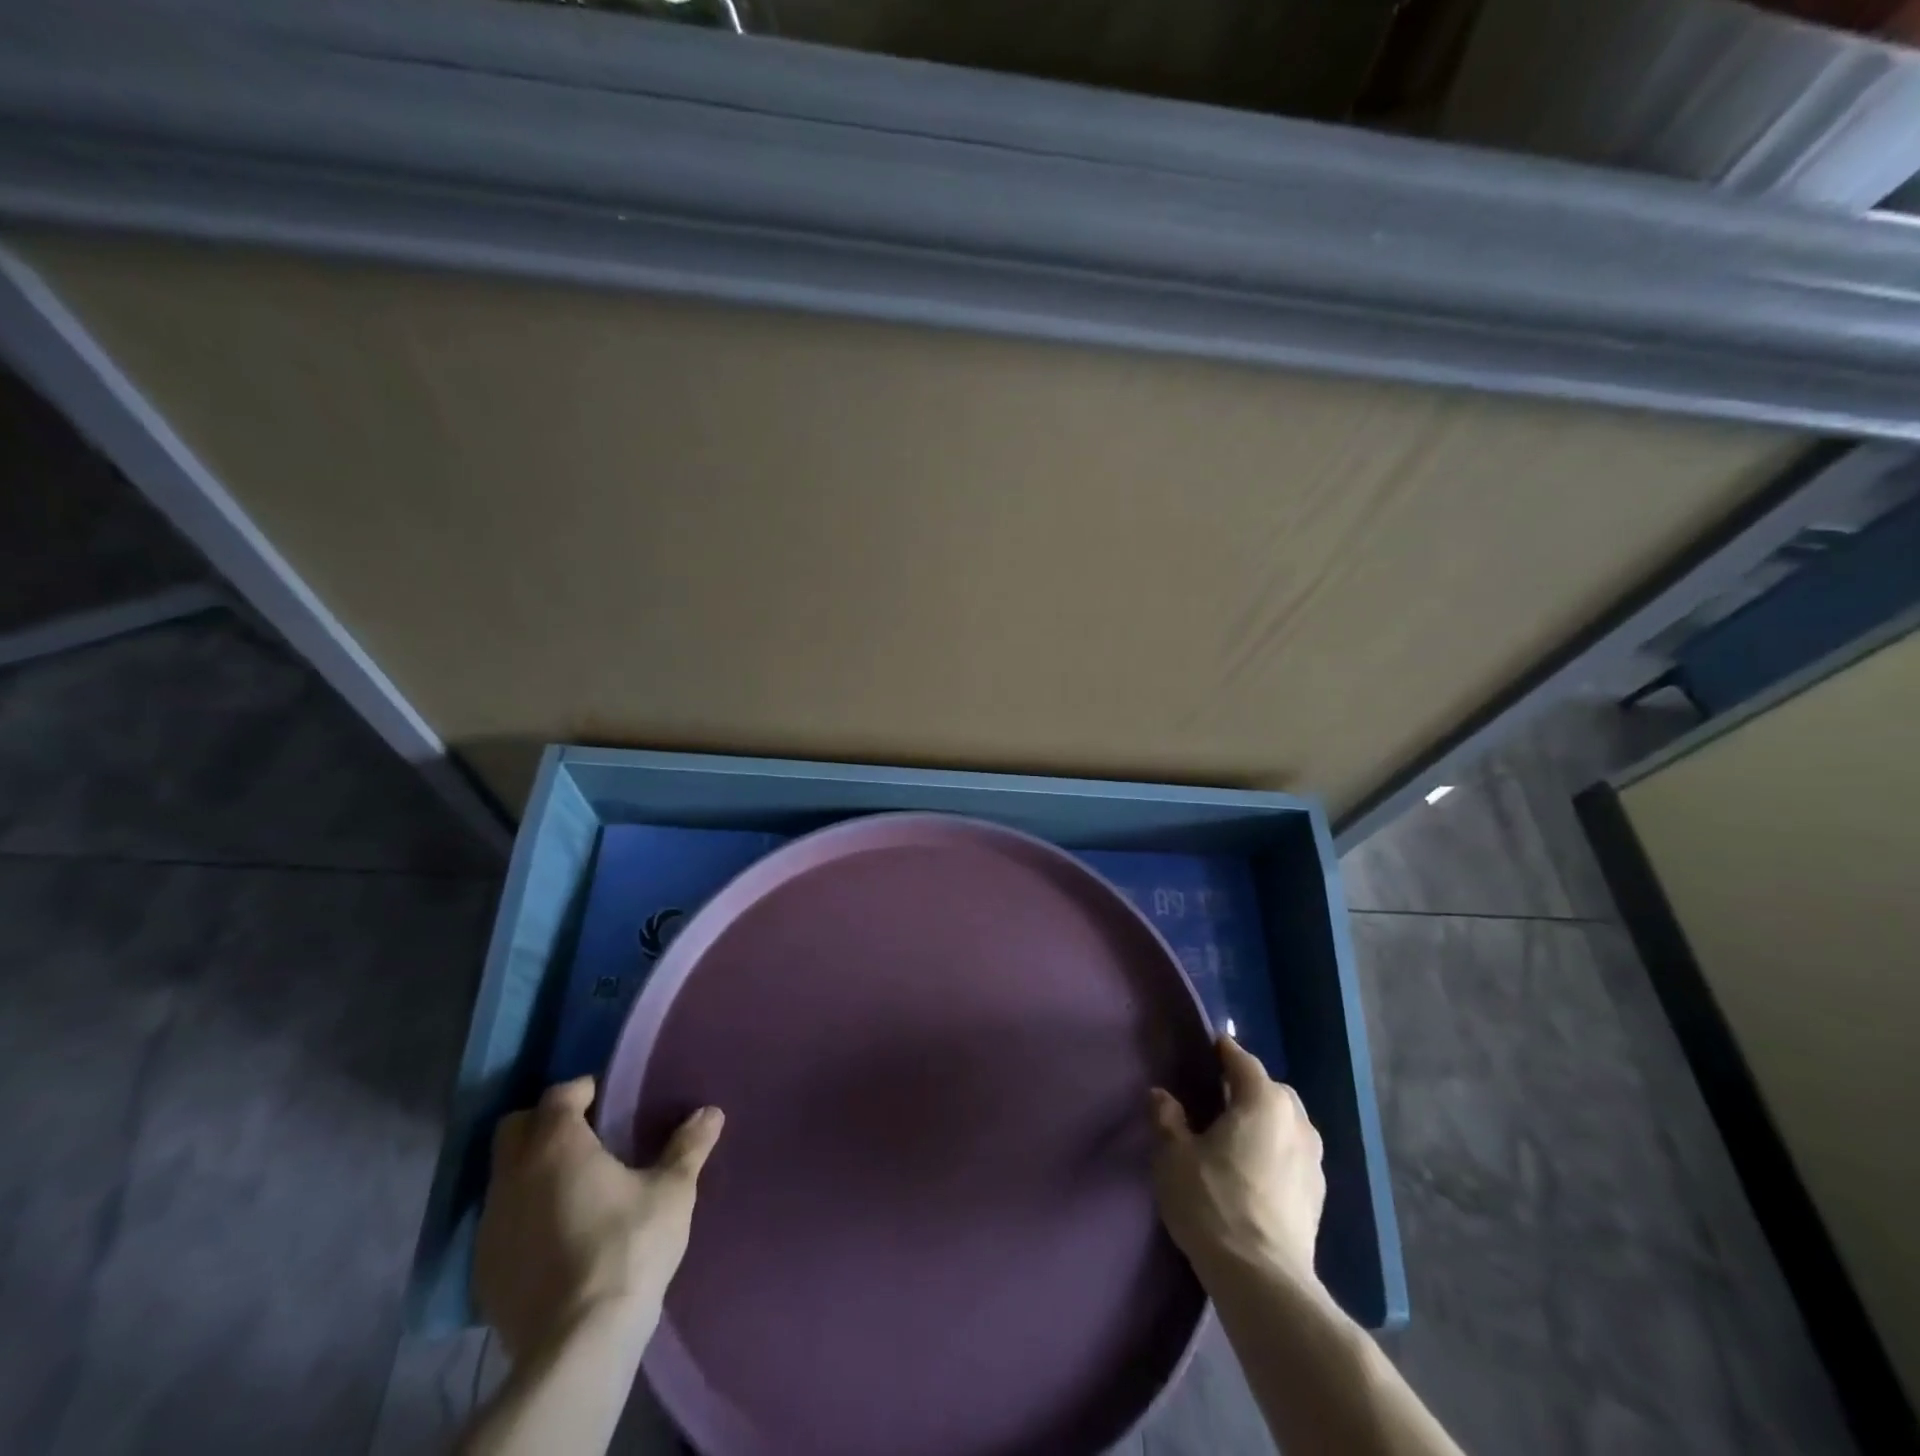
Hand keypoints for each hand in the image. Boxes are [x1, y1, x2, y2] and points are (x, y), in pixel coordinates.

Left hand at [473, 1076, 724, 1358]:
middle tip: (586, 1134)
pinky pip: (500, 1221)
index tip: (609, 1099)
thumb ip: (689, 1146)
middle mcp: (514, 1176)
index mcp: (557, 1146)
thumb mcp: (672, 1191)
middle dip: (545, 1122)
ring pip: (504, 1176)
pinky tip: (556, 1233)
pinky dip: (523, 1213)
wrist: (578, 1343)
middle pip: (515, 1128)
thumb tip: (712, 1112)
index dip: (583, 1090)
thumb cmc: (629, 1247)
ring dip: (532, 1169)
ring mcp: (491, 1225)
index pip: (559, 1094)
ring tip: (574, 1185)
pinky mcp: (484, 1269)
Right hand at [1149, 1037, 1324, 1287]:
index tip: (1209, 1047)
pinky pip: (1294, 1156)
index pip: (1243, 1061)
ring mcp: (1314, 1162)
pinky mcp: (1319, 1198)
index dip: (1224, 1052)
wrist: (1263, 1280)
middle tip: (1219, 1097)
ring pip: (1288, 1125)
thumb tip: (1162, 1096)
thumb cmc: (1213, 1202)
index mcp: (1264, 1101)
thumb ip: (1167, 1119)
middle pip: (1272, 1091)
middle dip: (1249, 1088)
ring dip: (1266, 1122)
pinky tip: (1254, 1171)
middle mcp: (1296, 1122)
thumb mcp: (1174, 1156)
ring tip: (1237, 1136)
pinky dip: (1276, 1152)